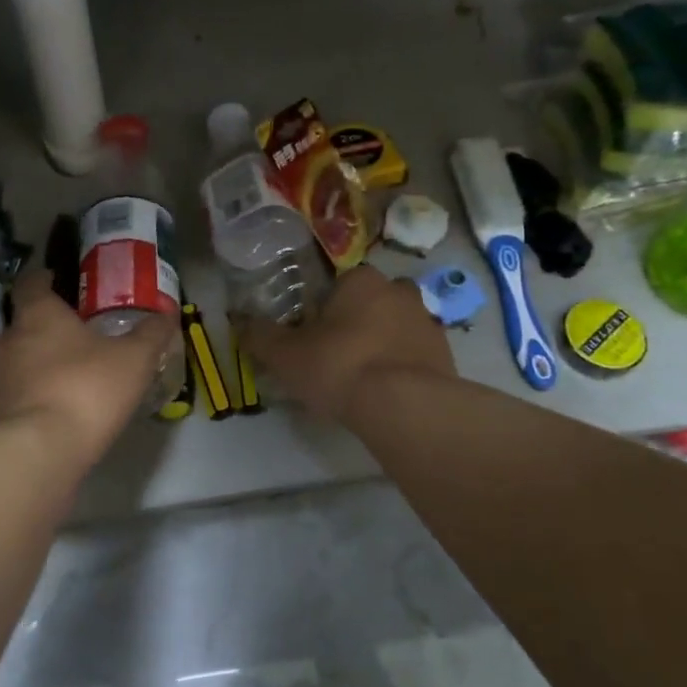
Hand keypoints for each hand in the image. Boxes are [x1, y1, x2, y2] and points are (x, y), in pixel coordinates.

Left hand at [0, 269, 180, 466]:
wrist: (38, 453)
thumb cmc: (86, 389)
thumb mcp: (133, 359)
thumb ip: (150, 334)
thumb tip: (166, 313)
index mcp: (39, 314)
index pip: (31, 282)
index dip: (43, 277)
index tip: (57, 277)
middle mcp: (11, 339)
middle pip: (26, 321)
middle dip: (49, 323)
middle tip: (78, 328)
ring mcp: (0, 377)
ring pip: (22, 357)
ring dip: (43, 359)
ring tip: (73, 368)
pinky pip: (21, 390)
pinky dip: (38, 390)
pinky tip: (62, 403)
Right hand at [239, 265, 455, 423]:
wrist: (406, 407)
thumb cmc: (340, 366)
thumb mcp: (285, 355)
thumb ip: (260, 336)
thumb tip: (240, 322)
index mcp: (361, 280)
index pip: (338, 285)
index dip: (322, 310)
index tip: (312, 336)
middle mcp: (399, 291)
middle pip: (370, 302)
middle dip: (356, 322)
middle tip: (335, 356)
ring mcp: (427, 322)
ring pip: (396, 327)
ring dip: (381, 344)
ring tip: (362, 379)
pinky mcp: (446, 355)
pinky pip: (415, 354)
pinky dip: (401, 367)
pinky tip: (386, 393)